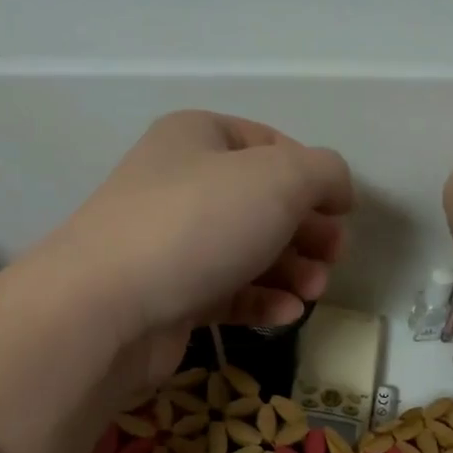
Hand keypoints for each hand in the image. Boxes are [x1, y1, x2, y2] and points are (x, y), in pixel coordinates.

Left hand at [33, 110, 352, 391]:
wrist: (109, 306)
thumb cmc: (198, 225)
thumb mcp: (279, 179)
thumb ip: (323, 173)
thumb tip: (337, 189)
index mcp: (199, 137)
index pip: (271, 145)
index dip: (314, 176)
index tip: (344, 213)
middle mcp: (183, 184)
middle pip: (264, 203)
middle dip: (307, 231)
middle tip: (333, 258)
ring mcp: (174, 243)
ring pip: (249, 252)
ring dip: (292, 271)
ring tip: (314, 292)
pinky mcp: (173, 296)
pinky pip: (229, 292)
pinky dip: (262, 302)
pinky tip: (287, 315)